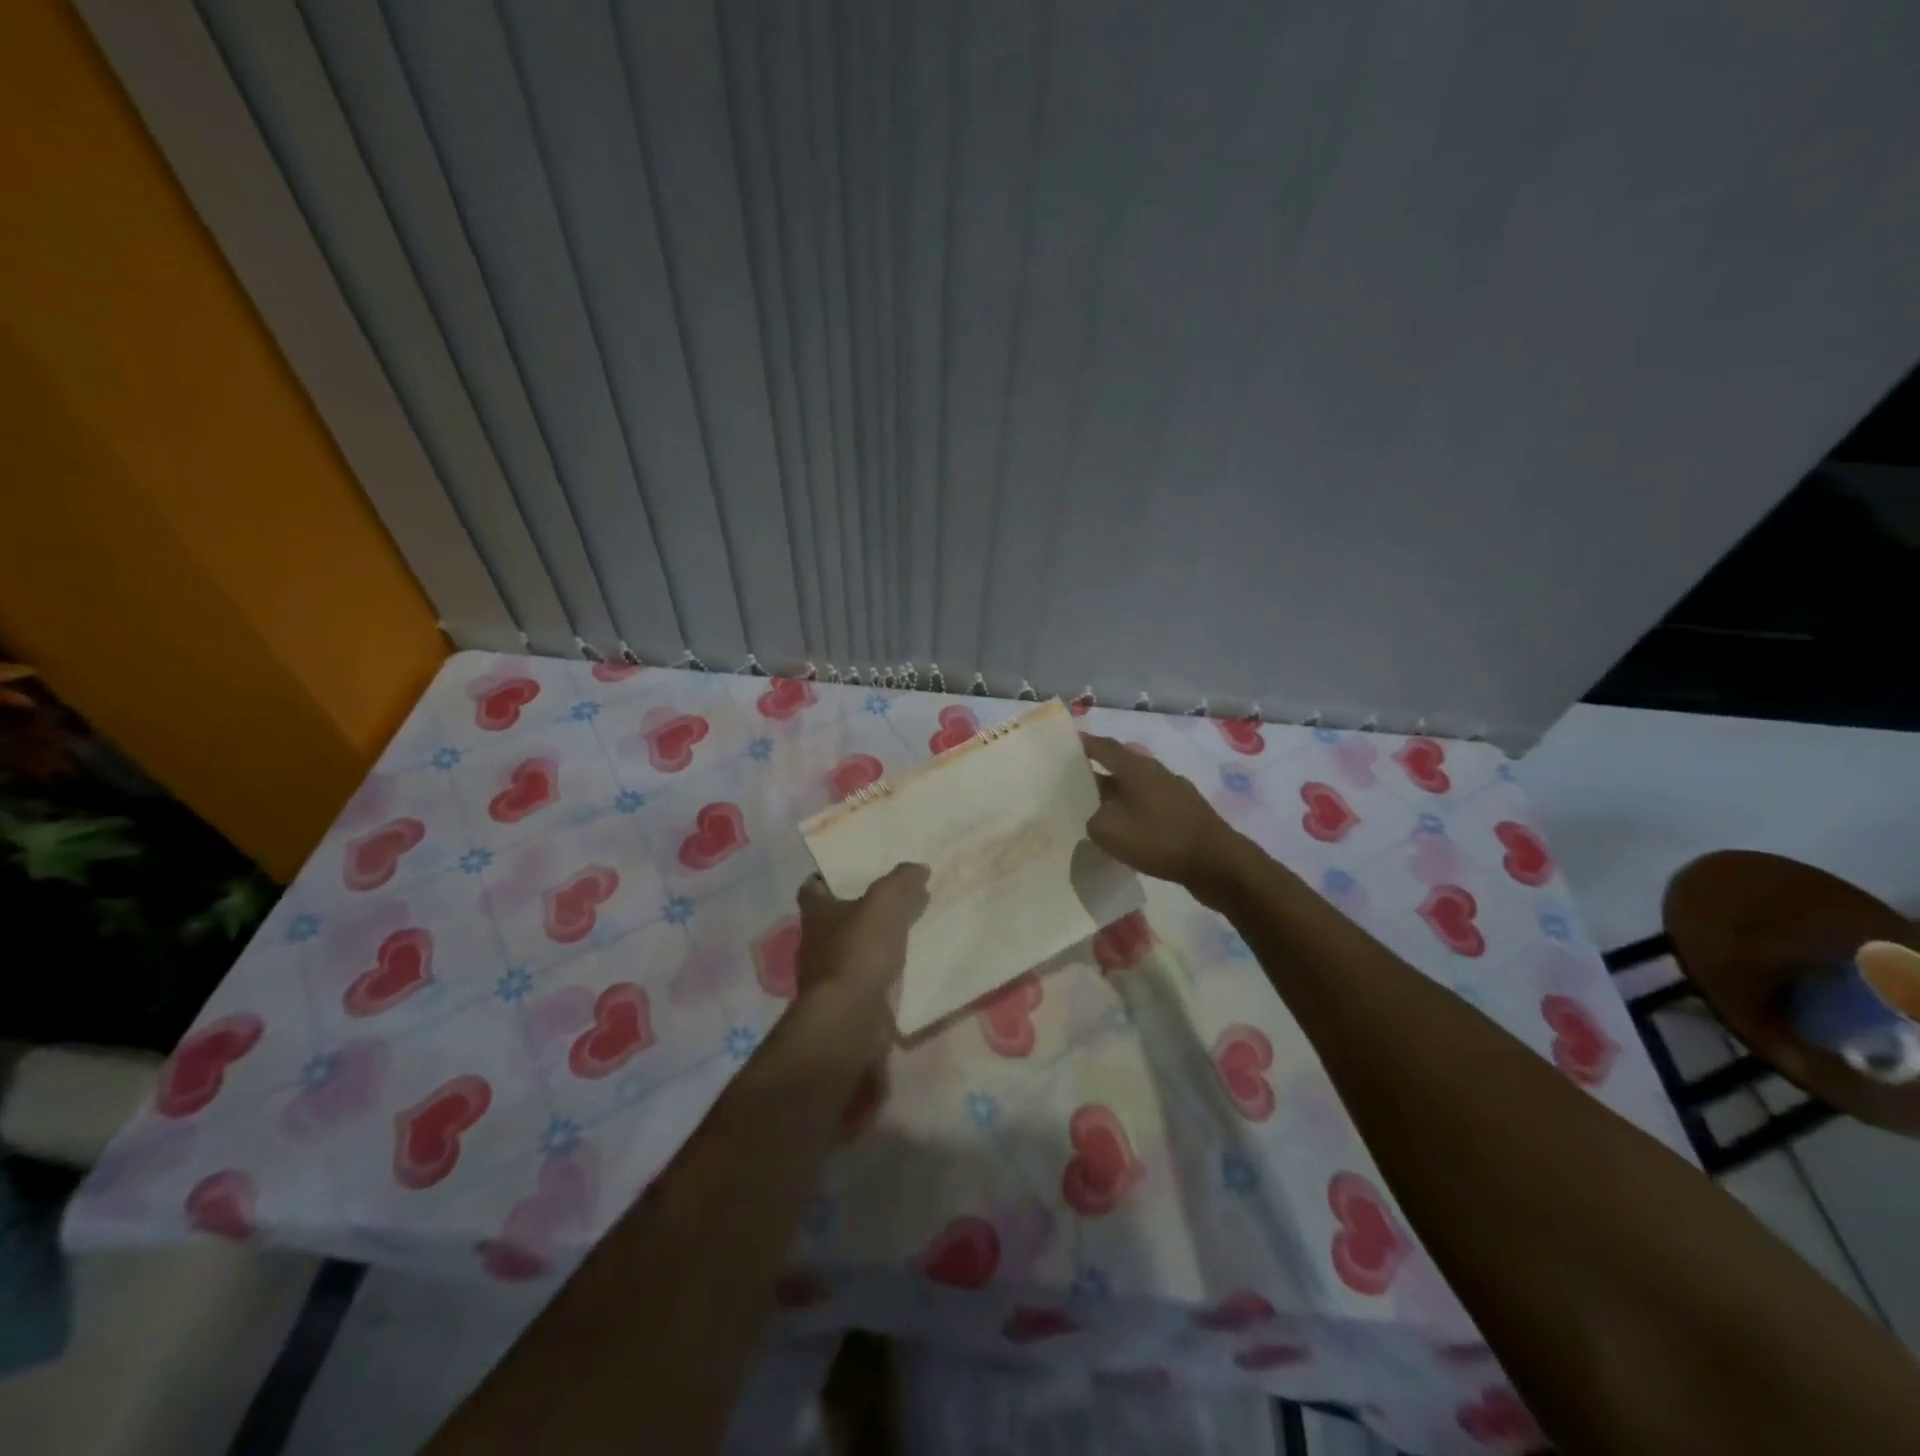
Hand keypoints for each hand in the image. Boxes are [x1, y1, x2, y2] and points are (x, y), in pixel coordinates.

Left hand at [794, 863, 930, 1057]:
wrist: (849, 1020)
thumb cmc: (858, 952)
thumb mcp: (884, 904)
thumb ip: (900, 882)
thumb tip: (918, 868)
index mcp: (816, 914)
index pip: (811, 888)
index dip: (827, 878)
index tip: (852, 873)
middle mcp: (815, 943)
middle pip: (834, 919)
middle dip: (858, 910)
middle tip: (891, 899)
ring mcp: (828, 976)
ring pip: (851, 950)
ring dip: (872, 943)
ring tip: (905, 932)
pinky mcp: (845, 1003)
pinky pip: (865, 979)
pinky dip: (880, 972)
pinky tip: (906, 968)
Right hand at [1081, 734, 1243, 898]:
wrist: (1218, 864)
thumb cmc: (1161, 840)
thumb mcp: (1110, 831)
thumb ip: (1093, 818)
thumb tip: (1095, 815)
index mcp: (1136, 768)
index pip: (1104, 747)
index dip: (1084, 744)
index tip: (1064, 744)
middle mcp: (1156, 772)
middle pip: (1120, 765)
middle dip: (1097, 772)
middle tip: (1073, 783)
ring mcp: (1174, 792)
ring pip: (1136, 787)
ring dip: (1116, 794)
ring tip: (1096, 809)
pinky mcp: (1185, 813)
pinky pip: (1150, 804)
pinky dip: (1134, 811)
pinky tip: (1127, 830)